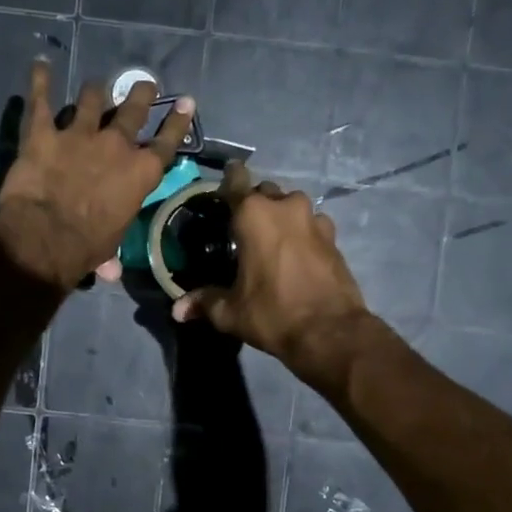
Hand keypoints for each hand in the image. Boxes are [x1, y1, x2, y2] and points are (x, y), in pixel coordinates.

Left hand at [0, 61, 194, 289]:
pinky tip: (40, 67)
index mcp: (140, 173)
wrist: (46, 237)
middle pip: (132, 110)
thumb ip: (112, 252)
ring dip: (93, 92)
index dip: (177, 121)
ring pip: (90, 99)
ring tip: (94, 87)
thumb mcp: (110, 246)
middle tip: (143, 84)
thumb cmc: (86, 248)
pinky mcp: (43, 132)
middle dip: (139, 94)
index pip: (166, 142)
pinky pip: (41, 100)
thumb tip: (111, 273)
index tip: (186, 101)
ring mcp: (79, 134)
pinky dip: (40, 81)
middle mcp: (115, 146)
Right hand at [170, 164, 370, 380]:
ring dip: (280, 217)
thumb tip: (178, 310)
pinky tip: (296, 254)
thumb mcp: (231, 312)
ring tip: (271, 241)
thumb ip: (204, 302)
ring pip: (291, 206)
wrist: (330, 332)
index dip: (228, 180)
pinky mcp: (334, 237)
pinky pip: (311, 224)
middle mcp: (286, 206)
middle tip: (242, 229)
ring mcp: (314, 219)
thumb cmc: (273, 313)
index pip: (236, 180)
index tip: (222, 189)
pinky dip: (302, 233)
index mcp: (254, 215)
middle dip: (254, 205)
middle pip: (265, 193)